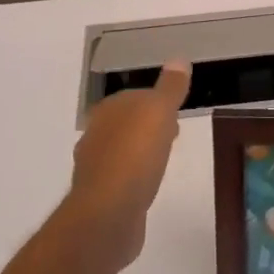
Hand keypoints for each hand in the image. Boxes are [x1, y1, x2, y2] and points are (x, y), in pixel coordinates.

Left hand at [67, 63, 190, 268]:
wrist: (108, 214)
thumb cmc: (135, 155)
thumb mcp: (159, 112)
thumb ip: (170, 87)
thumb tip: (178, 59)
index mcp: (108, 110)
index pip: (134, 96)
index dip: (156, 101)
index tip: (176, 111)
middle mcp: (96, 134)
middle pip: (127, 123)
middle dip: (148, 126)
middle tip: (173, 133)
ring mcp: (95, 167)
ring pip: (123, 150)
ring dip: (142, 152)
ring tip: (165, 159)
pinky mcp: (100, 196)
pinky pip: (122, 178)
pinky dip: (136, 177)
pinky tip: (149, 185)